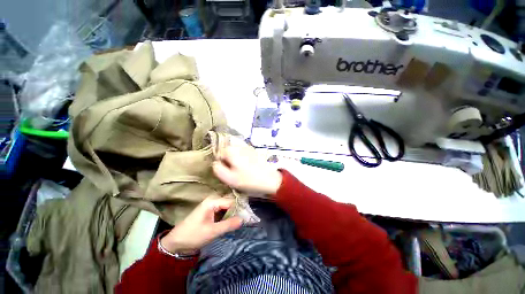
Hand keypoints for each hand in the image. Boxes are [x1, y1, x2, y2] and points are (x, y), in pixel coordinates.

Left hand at [160, 196, 242, 253]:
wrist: (175, 243)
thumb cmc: (193, 236)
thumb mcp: (212, 232)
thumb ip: (229, 224)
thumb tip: (244, 219)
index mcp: (213, 202)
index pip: (231, 201)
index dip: (240, 208)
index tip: (249, 215)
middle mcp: (213, 201)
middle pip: (230, 203)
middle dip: (238, 210)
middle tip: (247, 218)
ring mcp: (211, 206)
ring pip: (227, 207)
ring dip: (234, 214)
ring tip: (243, 220)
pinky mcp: (210, 212)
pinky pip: (223, 211)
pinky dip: (228, 216)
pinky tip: (234, 221)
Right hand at [213, 143, 281, 194]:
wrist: (271, 179)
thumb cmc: (249, 180)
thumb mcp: (229, 178)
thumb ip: (218, 169)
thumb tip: (215, 163)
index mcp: (231, 150)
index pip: (218, 154)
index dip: (221, 164)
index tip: (227, 172)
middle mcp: (239, 145)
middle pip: (227, 152)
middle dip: (227, 161)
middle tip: (233, 172)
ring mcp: (247, 147)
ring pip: (235, 152)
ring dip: (235, 160)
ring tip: (240, 170)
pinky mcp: (254, 150)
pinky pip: (242, 153)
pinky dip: (242, 158)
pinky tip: (247, 167)